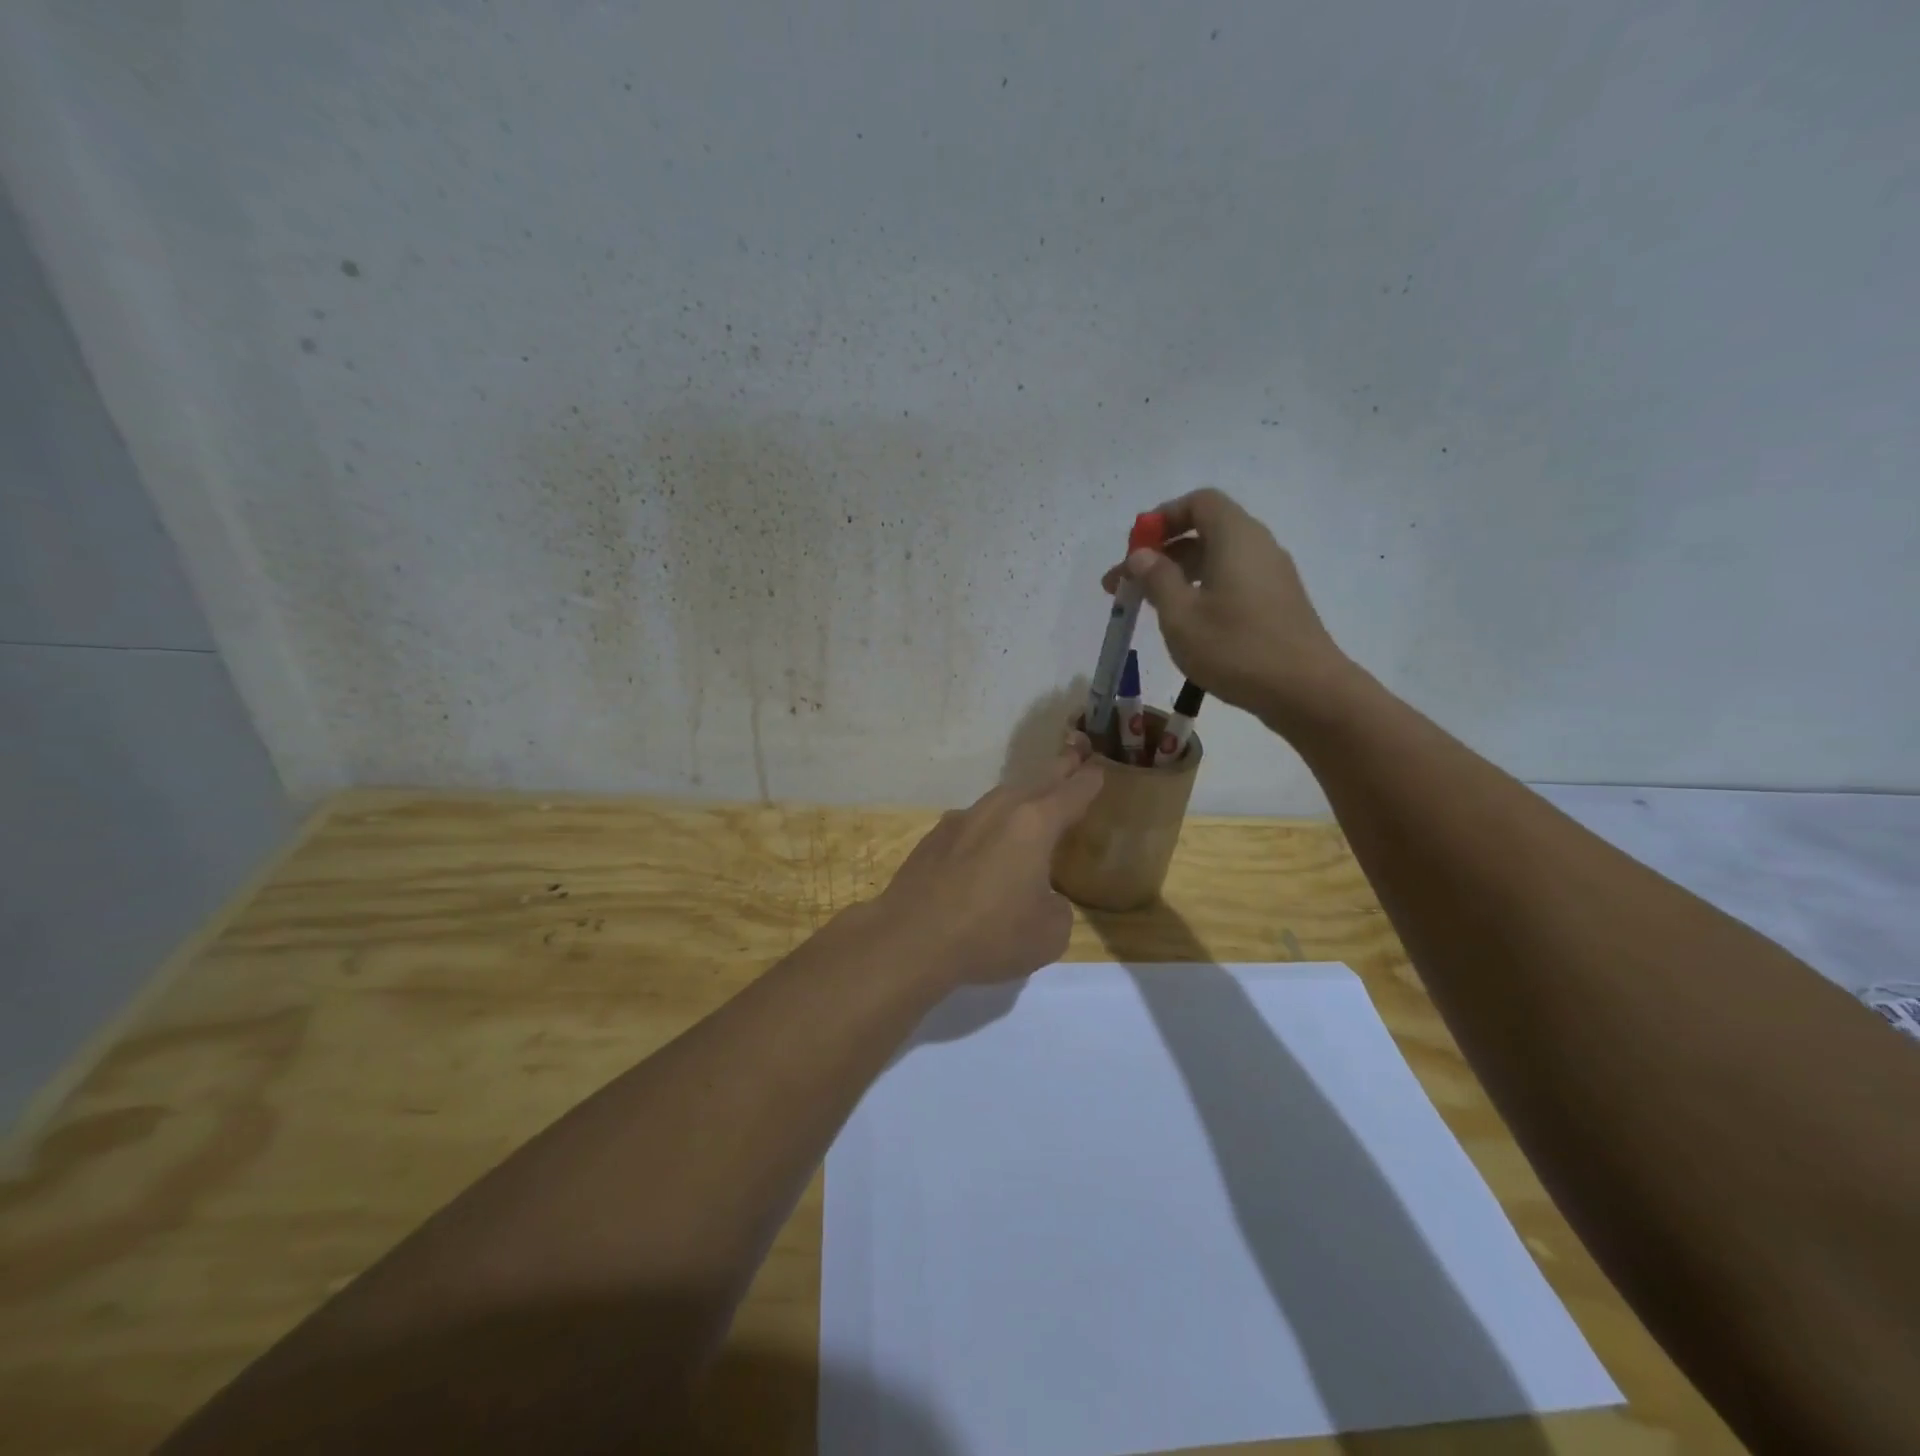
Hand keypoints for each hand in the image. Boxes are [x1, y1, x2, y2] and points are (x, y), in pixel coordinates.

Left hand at [868, 736, 1102, 984]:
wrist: (911, 939)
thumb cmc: (990, 935)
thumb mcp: (1049, 933)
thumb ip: (1057, 907)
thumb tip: (1042, 897)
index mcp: (1034, 824)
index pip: (1071, 793)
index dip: (1088, 782)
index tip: (1098, 770)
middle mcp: (998, 811)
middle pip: (1035, 783)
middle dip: (1058, 772)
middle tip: (1073, 758)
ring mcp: (961, 820)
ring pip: (1000, 798)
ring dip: (1021, 795)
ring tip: (1032, 800)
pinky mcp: (934, 837)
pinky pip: (973, 820)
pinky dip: (989, 823)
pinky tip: (986, 840)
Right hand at [1103, 488, 1354, 726]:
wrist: (1306, 690)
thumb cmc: (1236, 648)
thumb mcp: (1181, 615)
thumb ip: (1157, 579)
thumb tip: (1142, 555)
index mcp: (1235, 536)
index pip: (1198, 502)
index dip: (1162, 518)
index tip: (1134, 548)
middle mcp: (1257, 545)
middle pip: (1205, 530)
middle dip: (1161, 553)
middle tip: (1124, 585)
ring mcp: (1272, 574)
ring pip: (1217, 559)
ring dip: (1178, 575)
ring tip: (1148, 607)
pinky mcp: (1277, 602)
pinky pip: (1232, 580)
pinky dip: (1202, 590)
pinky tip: (1185, 623)